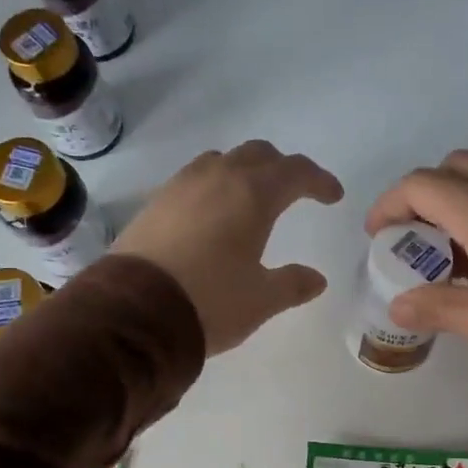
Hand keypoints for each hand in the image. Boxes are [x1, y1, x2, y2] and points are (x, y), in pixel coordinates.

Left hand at [115, 140, 343, 354]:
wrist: (134, 312)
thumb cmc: (210, 302)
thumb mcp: (261, 300)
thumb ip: (292, 284)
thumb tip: (316, 279)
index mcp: (253, 195)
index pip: (295, 172)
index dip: (319, 181)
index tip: (333, 197)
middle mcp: (218, 178)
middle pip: (258, 154)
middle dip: (282, 168)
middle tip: (295, 191)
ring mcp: (181, 186)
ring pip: (221, 160)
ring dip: (244, 171)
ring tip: (251, 198)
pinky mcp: (155, 202)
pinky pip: (193, 179)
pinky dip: (214, 186)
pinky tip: (212, 214)